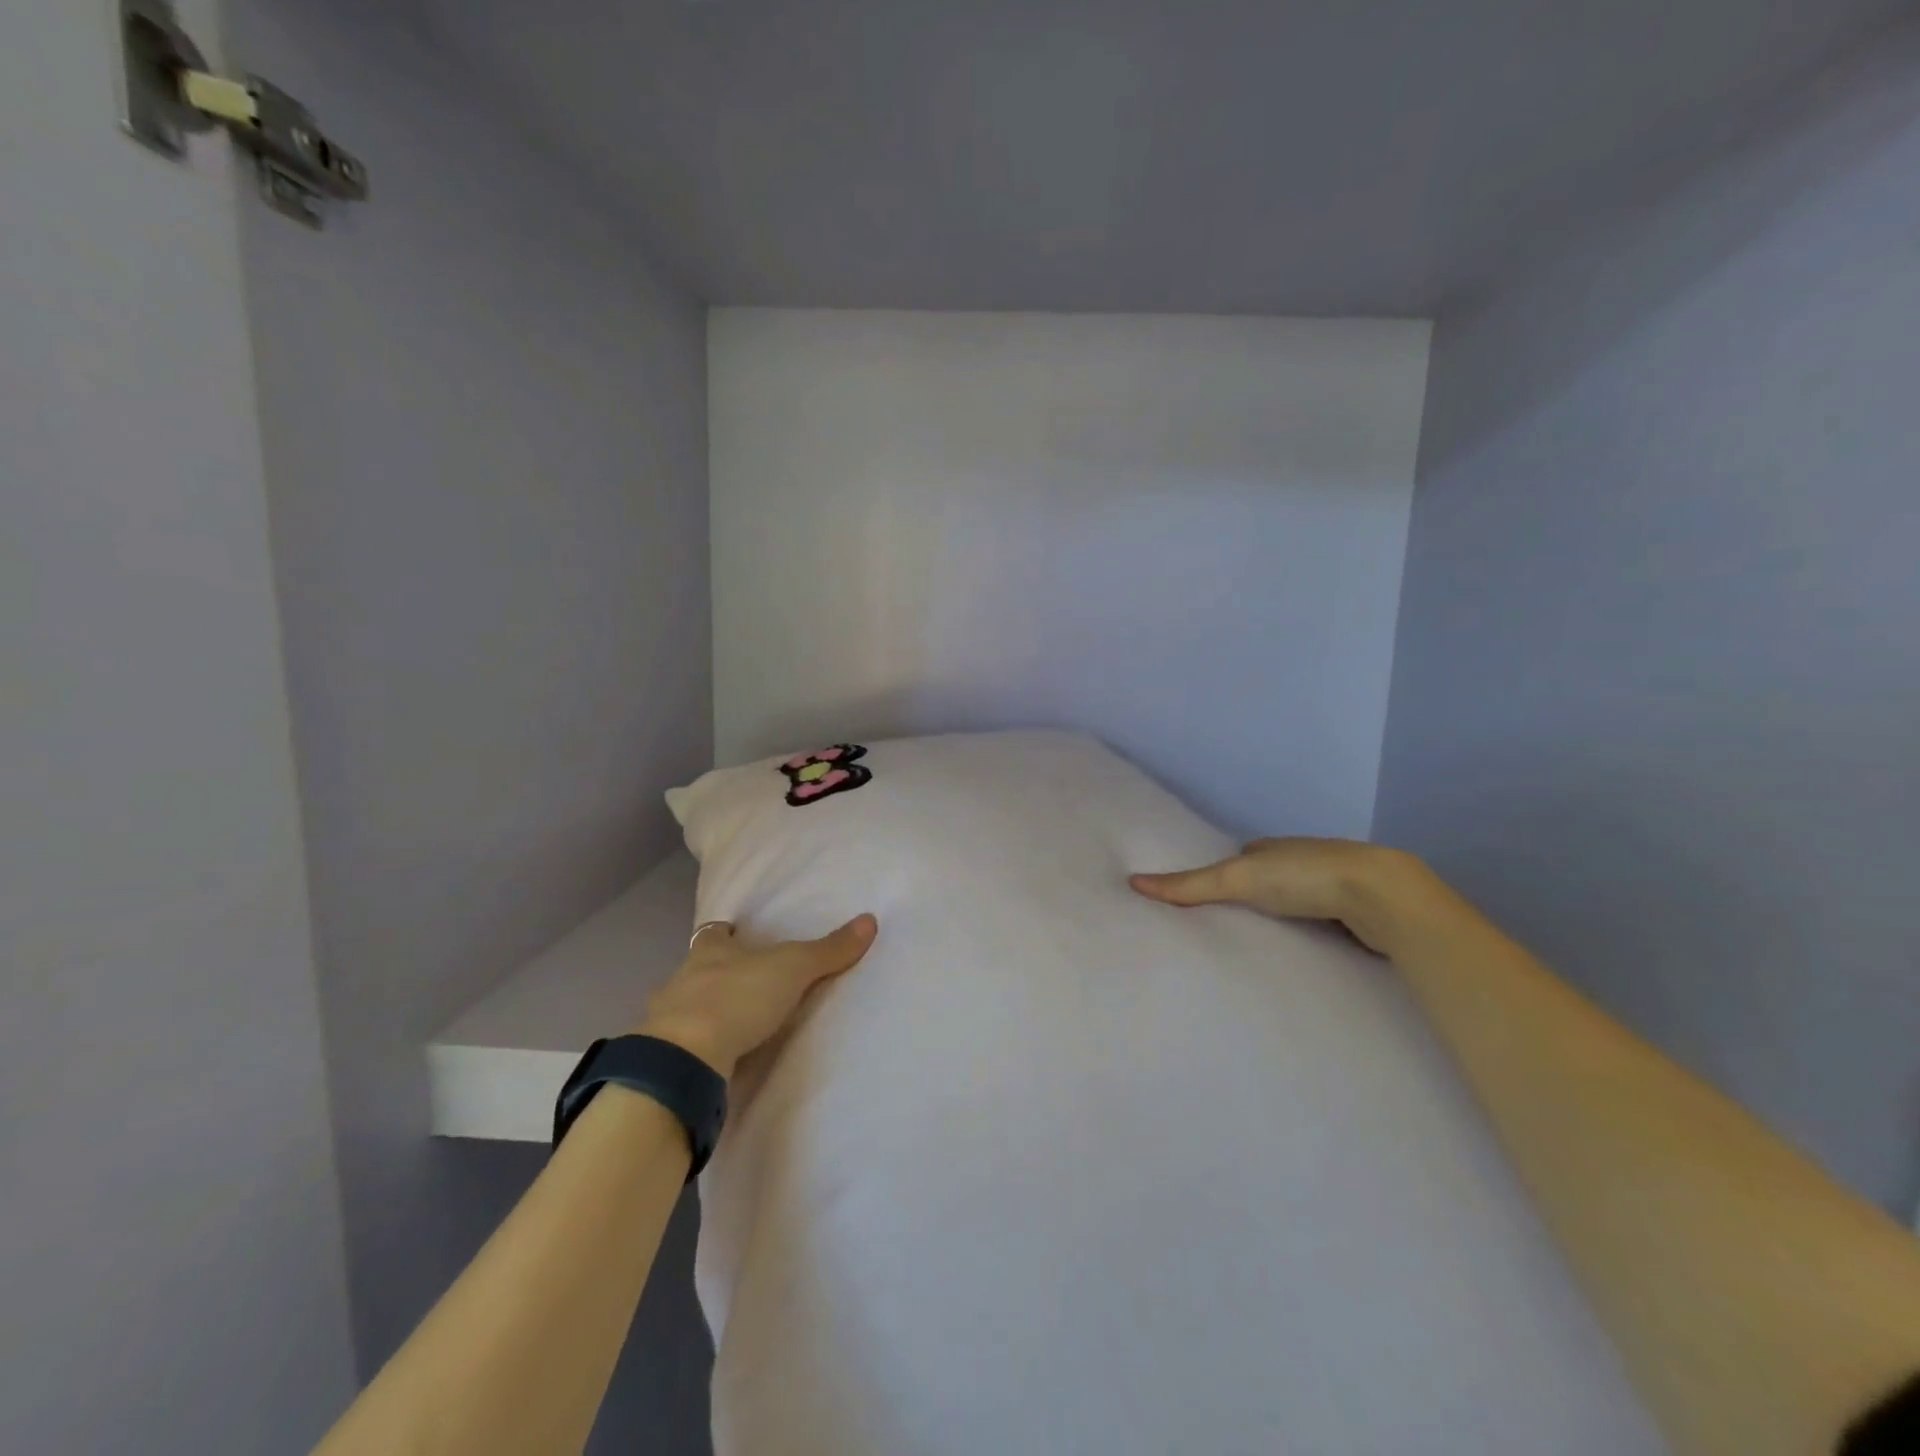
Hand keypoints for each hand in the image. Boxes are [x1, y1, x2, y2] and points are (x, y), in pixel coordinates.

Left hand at [637, 915, 878, 1078]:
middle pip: (697, 969)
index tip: (737, 933)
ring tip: (731, 1024)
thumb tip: (870, 920)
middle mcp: (682, 978)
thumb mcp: (793, 968)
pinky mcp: (663, 1059)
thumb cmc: (737, 997)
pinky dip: (696, 1049)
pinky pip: (681, 1047)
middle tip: (743, 982)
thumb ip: (829, 950)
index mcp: (709, 951)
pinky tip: (713, 1058)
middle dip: (715, 973)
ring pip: (685, 1007)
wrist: (683, 1059)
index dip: (726, 933)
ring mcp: (666, 1020)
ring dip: (703, 1012)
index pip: (714, 933)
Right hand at [1130, 837, 1434, 954]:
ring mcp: (1333, 889)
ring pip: (1298, 905)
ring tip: (1257, 947)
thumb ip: (1189, 885)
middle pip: (1269, 882)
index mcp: (1273, 848)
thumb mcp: (1237, 878)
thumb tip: (1133, 882)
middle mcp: (1302, 863)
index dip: (1221, 875)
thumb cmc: (1303, 877)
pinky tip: (1301, 954)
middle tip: (1224, 928)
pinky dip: (1310, 936)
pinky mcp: (1357, 916)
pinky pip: (1323, 926)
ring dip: (1282, 920)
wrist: (1382, 895)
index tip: (1201, 898)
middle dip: (1252, 899)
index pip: (1240, 858)